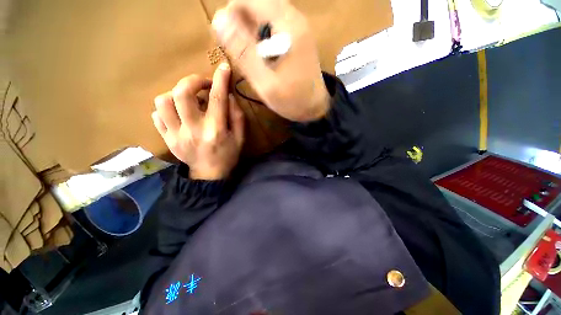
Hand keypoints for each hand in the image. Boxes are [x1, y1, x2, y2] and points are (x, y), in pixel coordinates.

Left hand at [151, 63, 244, 179]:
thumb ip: (237, 117)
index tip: (223, 68)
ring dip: (177, 93)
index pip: (217, 99)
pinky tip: (178, 113)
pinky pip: (156, 116)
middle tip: (203, 84)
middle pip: (183, 94)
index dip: (220, 80)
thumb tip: (228, 96)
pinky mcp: (166, 139)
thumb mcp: (240, 138)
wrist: (209, 176)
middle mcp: (193, 130)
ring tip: (188, 100)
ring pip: (163, 101)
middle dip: (193, 80)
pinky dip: (166, 109)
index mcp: (216, 131)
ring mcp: (176, 135)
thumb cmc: (228, 156)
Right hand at [212, 0, 329, 121]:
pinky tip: (264, 57)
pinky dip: (263, 36)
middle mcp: (295, 19)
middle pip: (258, 4)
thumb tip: (218, 19)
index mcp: (287, 27)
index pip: (249, 0)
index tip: (227, 41)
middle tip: (241, 53)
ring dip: (252, 31)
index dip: (231, 14)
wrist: (315, 107)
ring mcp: (299, 27)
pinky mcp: (299, 36)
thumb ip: (243, 52)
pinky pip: (275, 25)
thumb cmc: (292, 100)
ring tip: (252, 58)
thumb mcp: (265, 82)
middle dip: (242, 24)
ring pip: (265, 14)